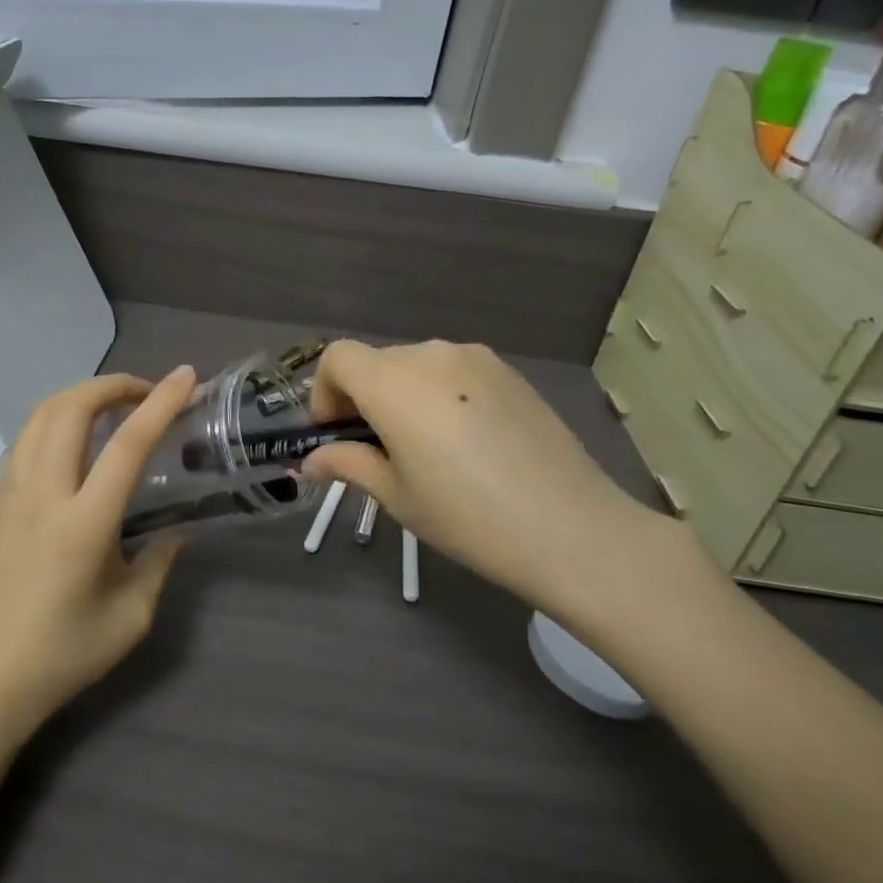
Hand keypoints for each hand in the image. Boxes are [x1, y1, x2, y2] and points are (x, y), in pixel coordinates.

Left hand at [0, 367, 196, 745]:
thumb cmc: (62, 655)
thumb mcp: (130, 618)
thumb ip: (159, 563)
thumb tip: (176, 531)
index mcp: (83, 523)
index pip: (127, 444)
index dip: (160, 403)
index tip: (185, 376)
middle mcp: (42, 494)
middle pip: (72, 408)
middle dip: (112, 385)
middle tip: (145, 393)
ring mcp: (9, 493)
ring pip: (40, 415)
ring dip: (80, 397)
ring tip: (111, 408)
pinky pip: (24, 440)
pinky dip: (55, 421)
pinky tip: (73, 444)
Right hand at [300, 340, 706, 630]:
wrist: (571, 528)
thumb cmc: (467, 516)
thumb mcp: (397, 495)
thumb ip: (348, 464)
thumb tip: (312, 461)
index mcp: (394, 382)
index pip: (338, 357)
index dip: (324, 391)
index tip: (336, 433)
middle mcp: (431, 354)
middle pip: (376, 362)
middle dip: (363, 398)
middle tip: (377, 450)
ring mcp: (475, 358)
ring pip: (417, 366)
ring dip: (404, 395)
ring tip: (427, 448)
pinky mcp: (508, 372)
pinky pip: (455, 372)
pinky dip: (441, 395)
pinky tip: (468, 442)